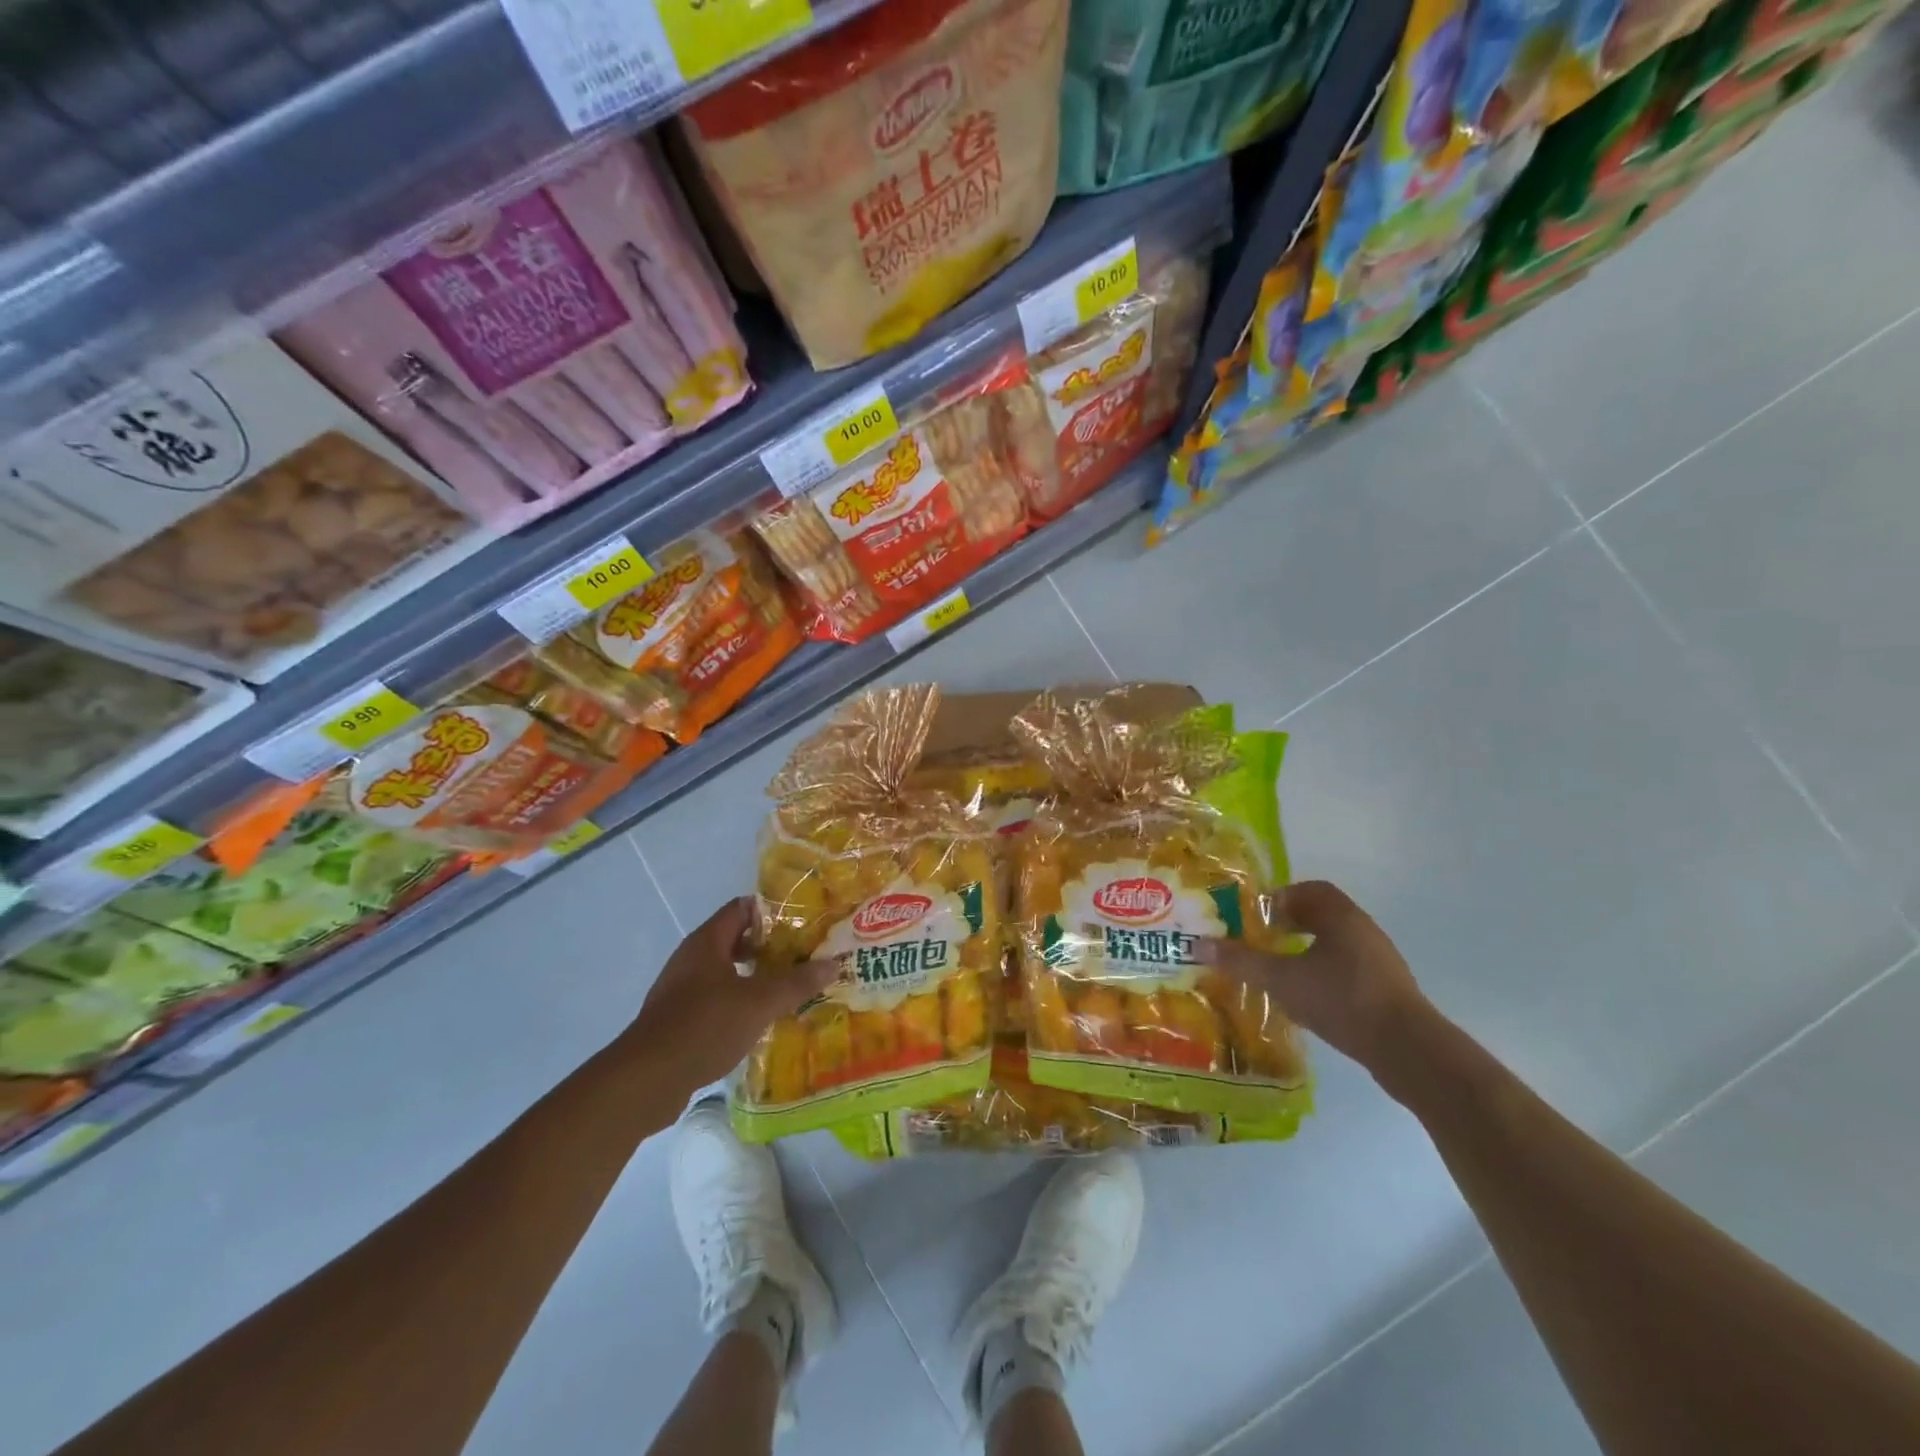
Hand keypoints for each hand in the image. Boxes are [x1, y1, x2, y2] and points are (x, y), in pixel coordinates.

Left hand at [623, 897, 837, 1098]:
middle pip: (735, 940)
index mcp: (707, 942)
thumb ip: (796, 982)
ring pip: (726, 972)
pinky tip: (759, 1021)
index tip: (804, 923)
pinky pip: (715, 1000)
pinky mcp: (677, 1020)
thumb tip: (834, 963)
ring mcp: (681, 990)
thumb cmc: (704, 1026)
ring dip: (755, 978)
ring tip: (788, 988)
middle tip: (804, 956)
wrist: (646, 1080)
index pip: (742, 908)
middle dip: (770, 947)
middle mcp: (691, 958)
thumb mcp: (759, 1003)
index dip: (773, 911)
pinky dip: (738, 1003)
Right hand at [1200, 880, 1430, 1070]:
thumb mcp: (1281, 979)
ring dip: (1307, 949)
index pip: (1309, 890)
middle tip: (1263, 939)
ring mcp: (1379, 961)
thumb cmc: (1341, 999)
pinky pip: (1348, 968)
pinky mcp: (1386, 990)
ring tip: (1280, 970)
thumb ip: (1240, 961)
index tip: (1258, 917)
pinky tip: (1307, 997)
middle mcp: (1363, 930)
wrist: (1407, 1049)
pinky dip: (1324, 973)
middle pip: (1322, 915)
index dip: (1281, 898)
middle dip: (1290, 924)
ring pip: (1335, 943)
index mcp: (1340, 916)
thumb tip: (1197, 945)